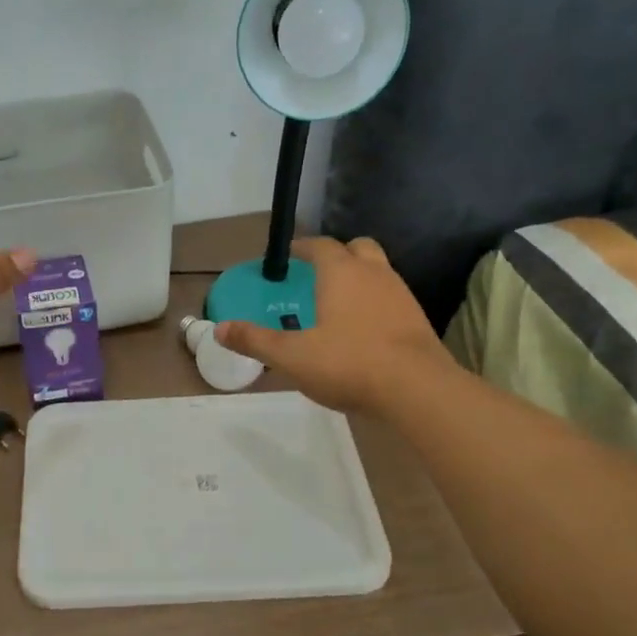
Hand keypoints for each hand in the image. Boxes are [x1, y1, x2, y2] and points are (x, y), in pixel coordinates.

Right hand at [216, 236, 449, 412]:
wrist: (417, 389)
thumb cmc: (348, 363)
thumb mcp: (292, 356)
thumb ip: (255, 340)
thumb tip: (219, 329)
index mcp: (341, 273)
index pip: (320, 246)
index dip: (303, 248)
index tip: (289, 256)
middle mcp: (374, 273)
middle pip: (357, 248)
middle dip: (337, 255)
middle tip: (317, 274)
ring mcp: (401, 295)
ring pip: (379, 271)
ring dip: (359, 278)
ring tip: (339, 303)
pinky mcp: (417, 319)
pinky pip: (391, 297)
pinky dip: (375, 302)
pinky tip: (363, 328)